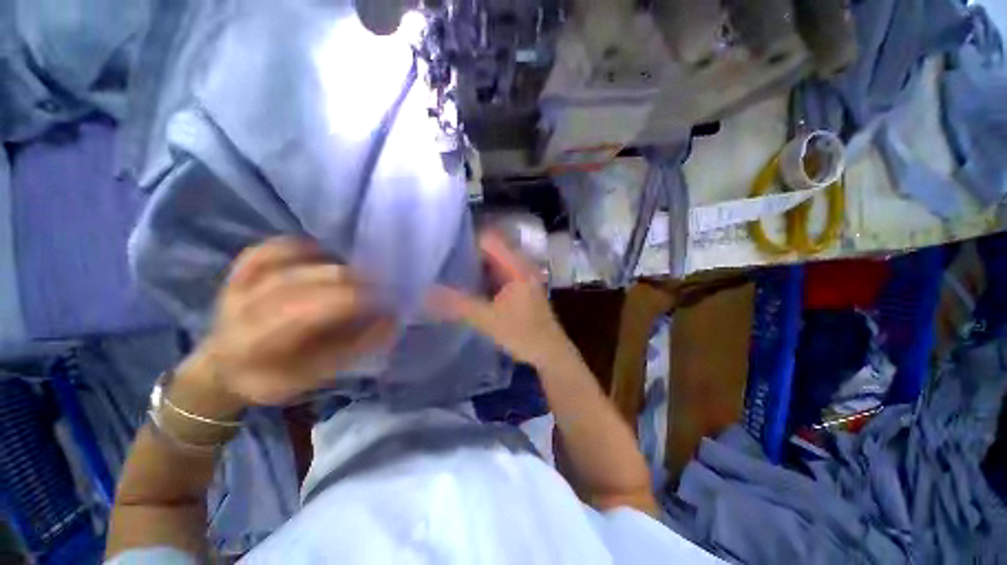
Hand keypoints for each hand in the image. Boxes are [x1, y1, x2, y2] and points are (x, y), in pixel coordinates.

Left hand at [187, 237, 394, 405]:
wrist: (223, 368)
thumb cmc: (272, 378)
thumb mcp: (313, 376)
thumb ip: (352, 347)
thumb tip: (390, 321)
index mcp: (254, 342)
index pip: (307, 312)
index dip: (351, 301)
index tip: (385, 301)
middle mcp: (242, 307)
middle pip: (301, 280)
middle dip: (348, 280)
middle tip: (379, 286)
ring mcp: (237, 284)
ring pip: (287, 259)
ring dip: (331, 262)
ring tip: (358, 272)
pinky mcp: (238, 271)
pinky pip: (270, 248)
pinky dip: (300, 246)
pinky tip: (323, 253)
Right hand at [429, 231, 570, 367]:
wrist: (550, 353)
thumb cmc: (523, 334)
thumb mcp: (488, 319)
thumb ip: (458, 305)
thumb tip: (427, 293)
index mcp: (517, 266)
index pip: (489, 239)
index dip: (467, 241)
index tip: (444, 248)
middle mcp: (521, 266)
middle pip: (490, 250)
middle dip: (467, 255)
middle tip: (441, 261)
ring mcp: (521, 277)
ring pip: (493, 264)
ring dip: (474, 267)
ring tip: (449, 272)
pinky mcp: (520, 288)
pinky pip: (497, 275)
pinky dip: (483, 278)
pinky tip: (467, 287)